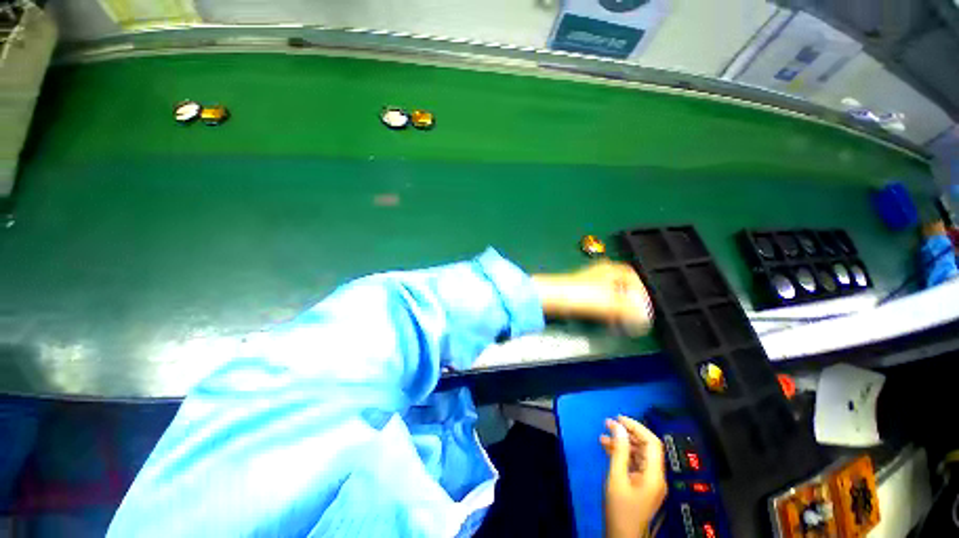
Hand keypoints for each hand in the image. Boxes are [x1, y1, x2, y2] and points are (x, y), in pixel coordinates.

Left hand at [532, 261, 653, 334]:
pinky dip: (607, 310)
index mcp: (610, 270)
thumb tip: (646, 320)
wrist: (550, 299)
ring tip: (623, 321)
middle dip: (631, 301)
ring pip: (611, 294)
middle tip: (636, 316)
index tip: (645, 308)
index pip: (633, 277)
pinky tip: (606, 320)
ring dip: (619, 307)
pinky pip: (600, 301)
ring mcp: (588, 283)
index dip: (641, 293)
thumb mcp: (611, 303)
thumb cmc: (580, 296)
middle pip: (622, 286)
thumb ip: (630, 312)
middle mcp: (600, 273)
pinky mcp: (578, 294)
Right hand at [600, 416, 666, 537]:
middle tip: (608, 425)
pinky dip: (626, 460)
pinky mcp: (645, 490)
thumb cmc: (619, 511)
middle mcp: (658, 476)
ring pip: (642, 459)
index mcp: (655, 473)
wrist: (624, 537)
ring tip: (604, 439)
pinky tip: (612, 456)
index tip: (618, 418)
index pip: (651, 442)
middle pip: (647, 449)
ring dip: (626, 447)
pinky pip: (638, 469)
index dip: (636, 427)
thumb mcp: (615, 481)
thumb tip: (618, 431)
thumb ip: (618, 454)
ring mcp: (652, 484)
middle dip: (629, 435)